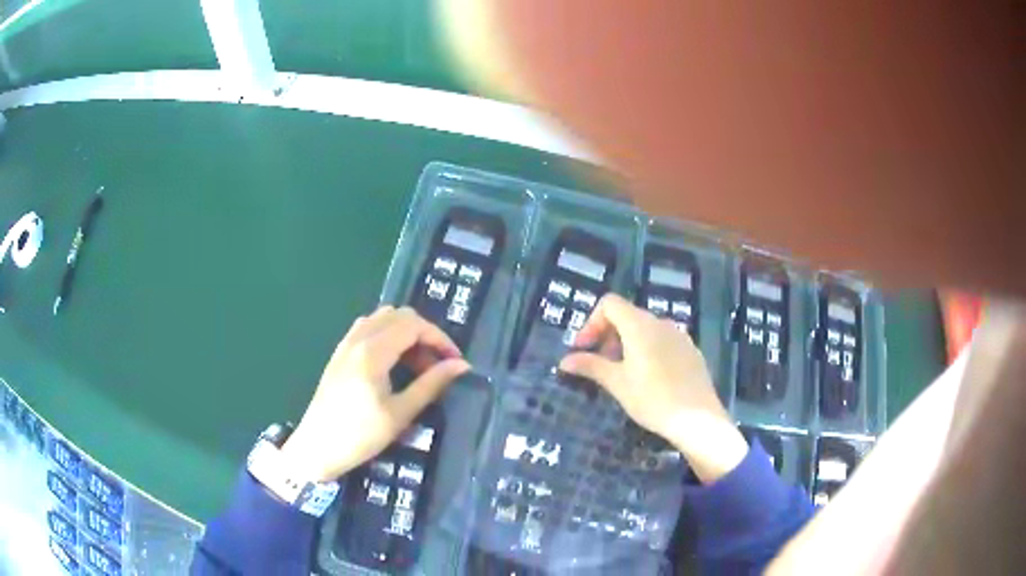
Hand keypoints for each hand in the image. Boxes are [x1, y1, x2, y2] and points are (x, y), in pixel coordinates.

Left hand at [279, 306, 470, 481]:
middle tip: (436, 365)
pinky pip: (367, 329)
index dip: (439, 338)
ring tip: (416, 366)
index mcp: (373, 352)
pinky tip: (392, 364)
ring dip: (405, 333)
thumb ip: (431, 384)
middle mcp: (358, 339)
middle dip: (424, 334)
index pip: (413, 324)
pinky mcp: (339, 353)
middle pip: (399, 315)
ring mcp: (345, 344)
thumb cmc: (361, 435)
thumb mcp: (401, 413)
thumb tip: (461, 366)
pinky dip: (387, 336)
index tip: (454, 361)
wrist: (317, 448)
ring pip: (382, 318)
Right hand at [559, 294, 747, 483]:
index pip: (609, 304)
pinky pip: (662, 341)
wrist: (698, 418)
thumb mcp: (617, 383)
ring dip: (626, 344)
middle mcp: (660, 322)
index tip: (584, 350)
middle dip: (607, 335)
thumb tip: (564, 361)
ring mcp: (679, 335)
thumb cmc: (652, 399)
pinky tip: (648, 378)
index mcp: (640, 325)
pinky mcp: (690, 350)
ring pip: (645, 329)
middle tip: (599, 364)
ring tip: (622, 374)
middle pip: (626, 315)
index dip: (591, 323)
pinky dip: (647, 350)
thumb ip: (590, 366)